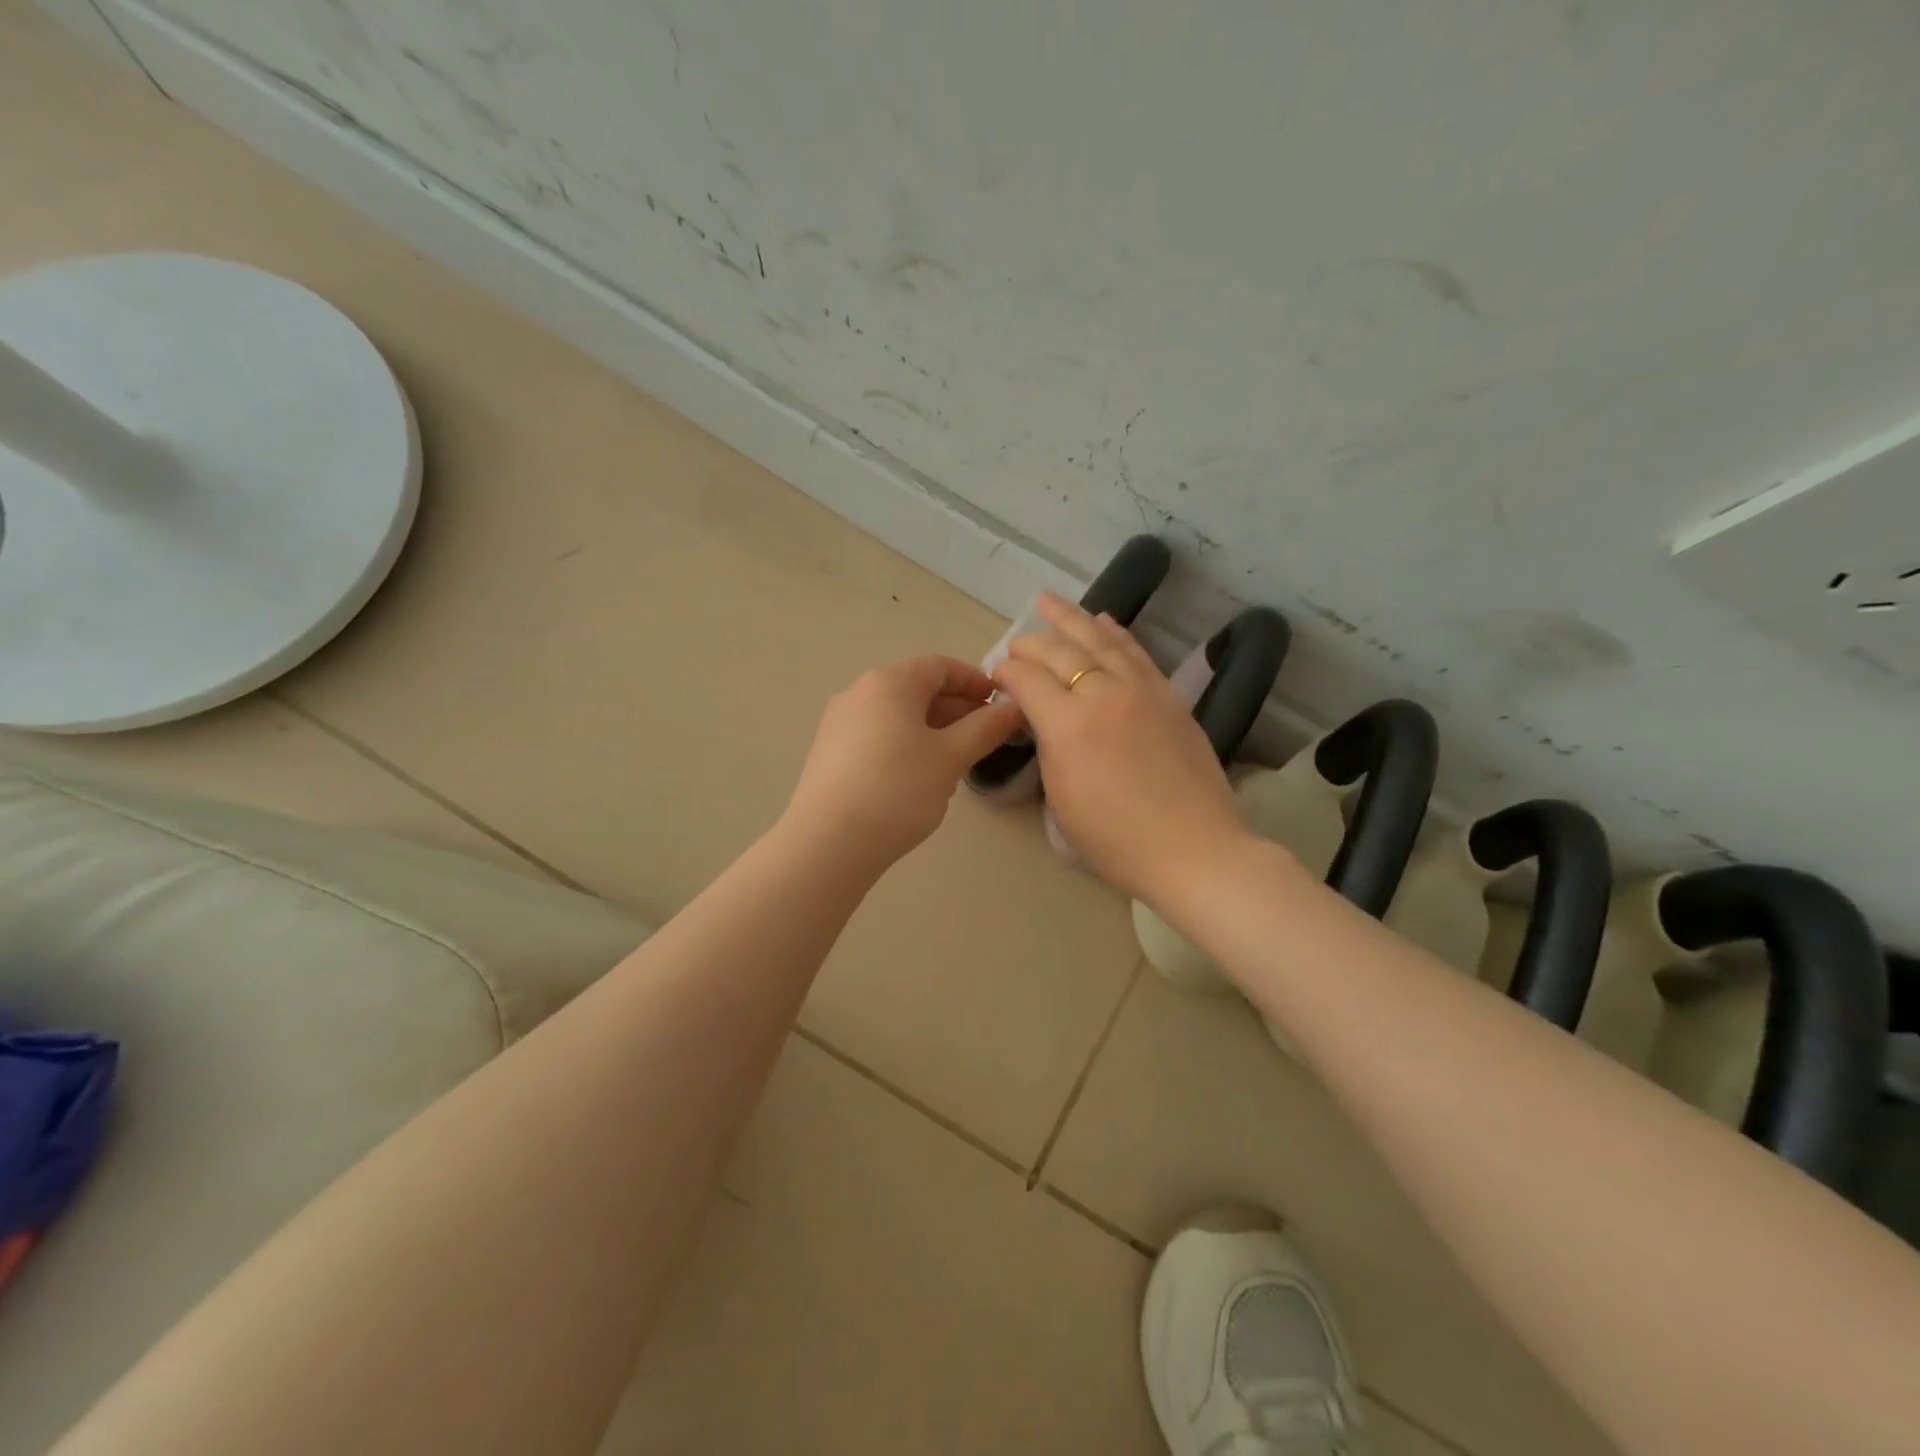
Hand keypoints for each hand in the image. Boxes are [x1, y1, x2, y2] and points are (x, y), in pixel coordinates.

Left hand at [783, 655, 1023, 869]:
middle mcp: (859, 692)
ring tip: (957, 759)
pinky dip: (906, 743)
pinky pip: (877, 735)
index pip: (940, 666)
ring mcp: (839, 723)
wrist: (829, 842)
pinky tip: (919, 776)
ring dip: (933, 728)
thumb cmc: (898, 789)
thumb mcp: (951, 758)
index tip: (1000, 703)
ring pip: (897, 714)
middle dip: (956, 708)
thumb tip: (1013, 708)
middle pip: (916, 688)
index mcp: (889, 682)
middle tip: (986, 735)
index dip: (974, 680)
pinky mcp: (829, 752)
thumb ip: (986, 728)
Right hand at [993, 594, 1248, 903]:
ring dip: (1071, 618)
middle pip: (1059, 652)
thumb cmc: (1116, 839)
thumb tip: (1043, 718)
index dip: (1006, 673)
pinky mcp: (1168, 696)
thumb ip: (1048, 747)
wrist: (1192, 848)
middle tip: (1016, 645)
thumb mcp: (1062, 798)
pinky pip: (1135, 652)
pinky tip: (1103, 621)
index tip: (997, 677)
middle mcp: (1102, 693)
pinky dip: (1115, 632)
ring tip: (1049, 601)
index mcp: (1068, 725)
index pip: (1027, 679)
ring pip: (1099, 640)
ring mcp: (1140, 690)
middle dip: (1031, 644)